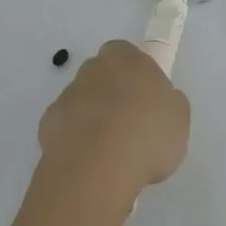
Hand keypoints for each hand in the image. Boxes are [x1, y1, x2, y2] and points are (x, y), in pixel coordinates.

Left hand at [37, 41, 189, 205]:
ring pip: (82, 104)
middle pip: (102, 77)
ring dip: (92, 121)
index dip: (136, 77)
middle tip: (129, 128)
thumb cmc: (146, 134)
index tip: (146, 102)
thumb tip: (158, 105)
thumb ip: (168, 102)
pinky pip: (65, 131)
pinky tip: (88, 167)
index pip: (127, 54)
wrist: (96, 171)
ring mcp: (66, 97)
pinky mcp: (46, 128)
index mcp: (125, 57)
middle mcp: (92, 69)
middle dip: (112, 96)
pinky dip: (74, 144)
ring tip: (109, 157)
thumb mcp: (179, 116)